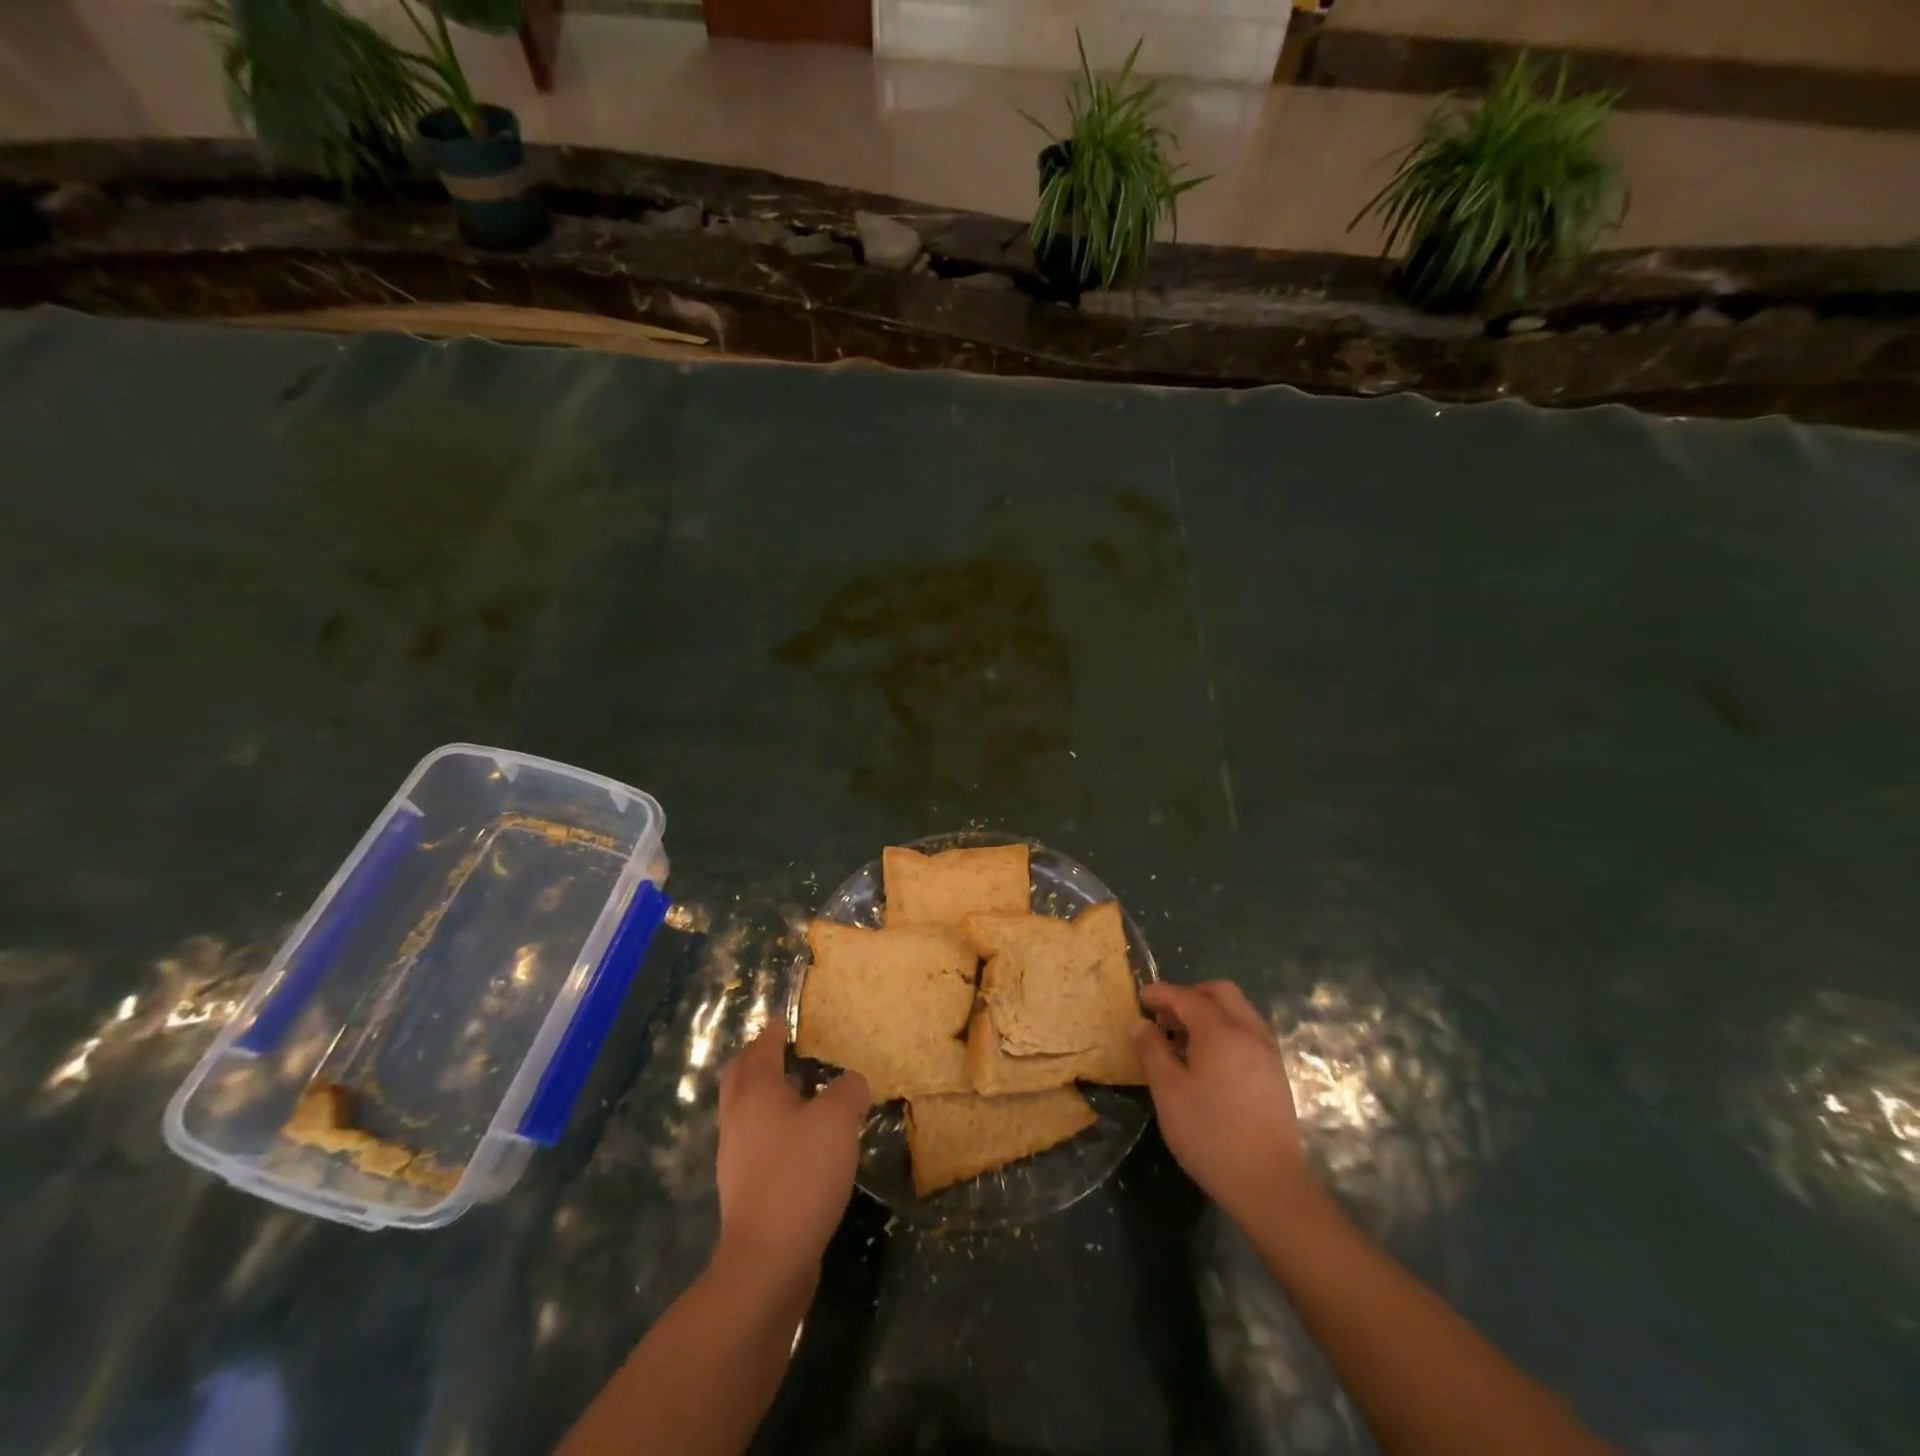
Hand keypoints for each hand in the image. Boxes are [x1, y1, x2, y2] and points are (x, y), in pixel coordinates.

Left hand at [714, 1032, 869, 1286]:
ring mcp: (736, 1155)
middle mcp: (738, 1117)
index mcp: (756, 1091)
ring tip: (801, 1092)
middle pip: (741, 1075)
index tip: (786, 1019)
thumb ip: (849, 1091)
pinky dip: (774, 1127)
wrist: (767, 1260)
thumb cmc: (800, 1174)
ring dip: (767, 1095)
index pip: (762, 1047)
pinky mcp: (744, 1188)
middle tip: (786, 1050)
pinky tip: (802, 1139)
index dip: (775, 1030)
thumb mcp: (837, 1120)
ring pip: (747, 1110)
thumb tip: (851, 1084)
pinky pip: (757, 1141)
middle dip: (759, 1058)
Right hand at [1133, 981, 1311, 1228]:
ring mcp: (1267, 1052)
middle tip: (1166, 1016)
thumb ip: (1151, 1050)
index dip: (1161, 993)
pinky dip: (1226, 1031)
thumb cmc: (1211, 1134)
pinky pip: (1248, 1032)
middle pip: (1219, 992)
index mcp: (1220, 1031)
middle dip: (1190, 995)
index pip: (1186, 996)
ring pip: (1238, 1011)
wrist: (1269, 1184)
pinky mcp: (1275, 1074)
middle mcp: (1248, 1031)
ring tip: (1184, 1040)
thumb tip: (1140, 1023)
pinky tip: (1209, 1062)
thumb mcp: (1168, 1092)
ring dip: (1210, 1013)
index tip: (1141, 997)